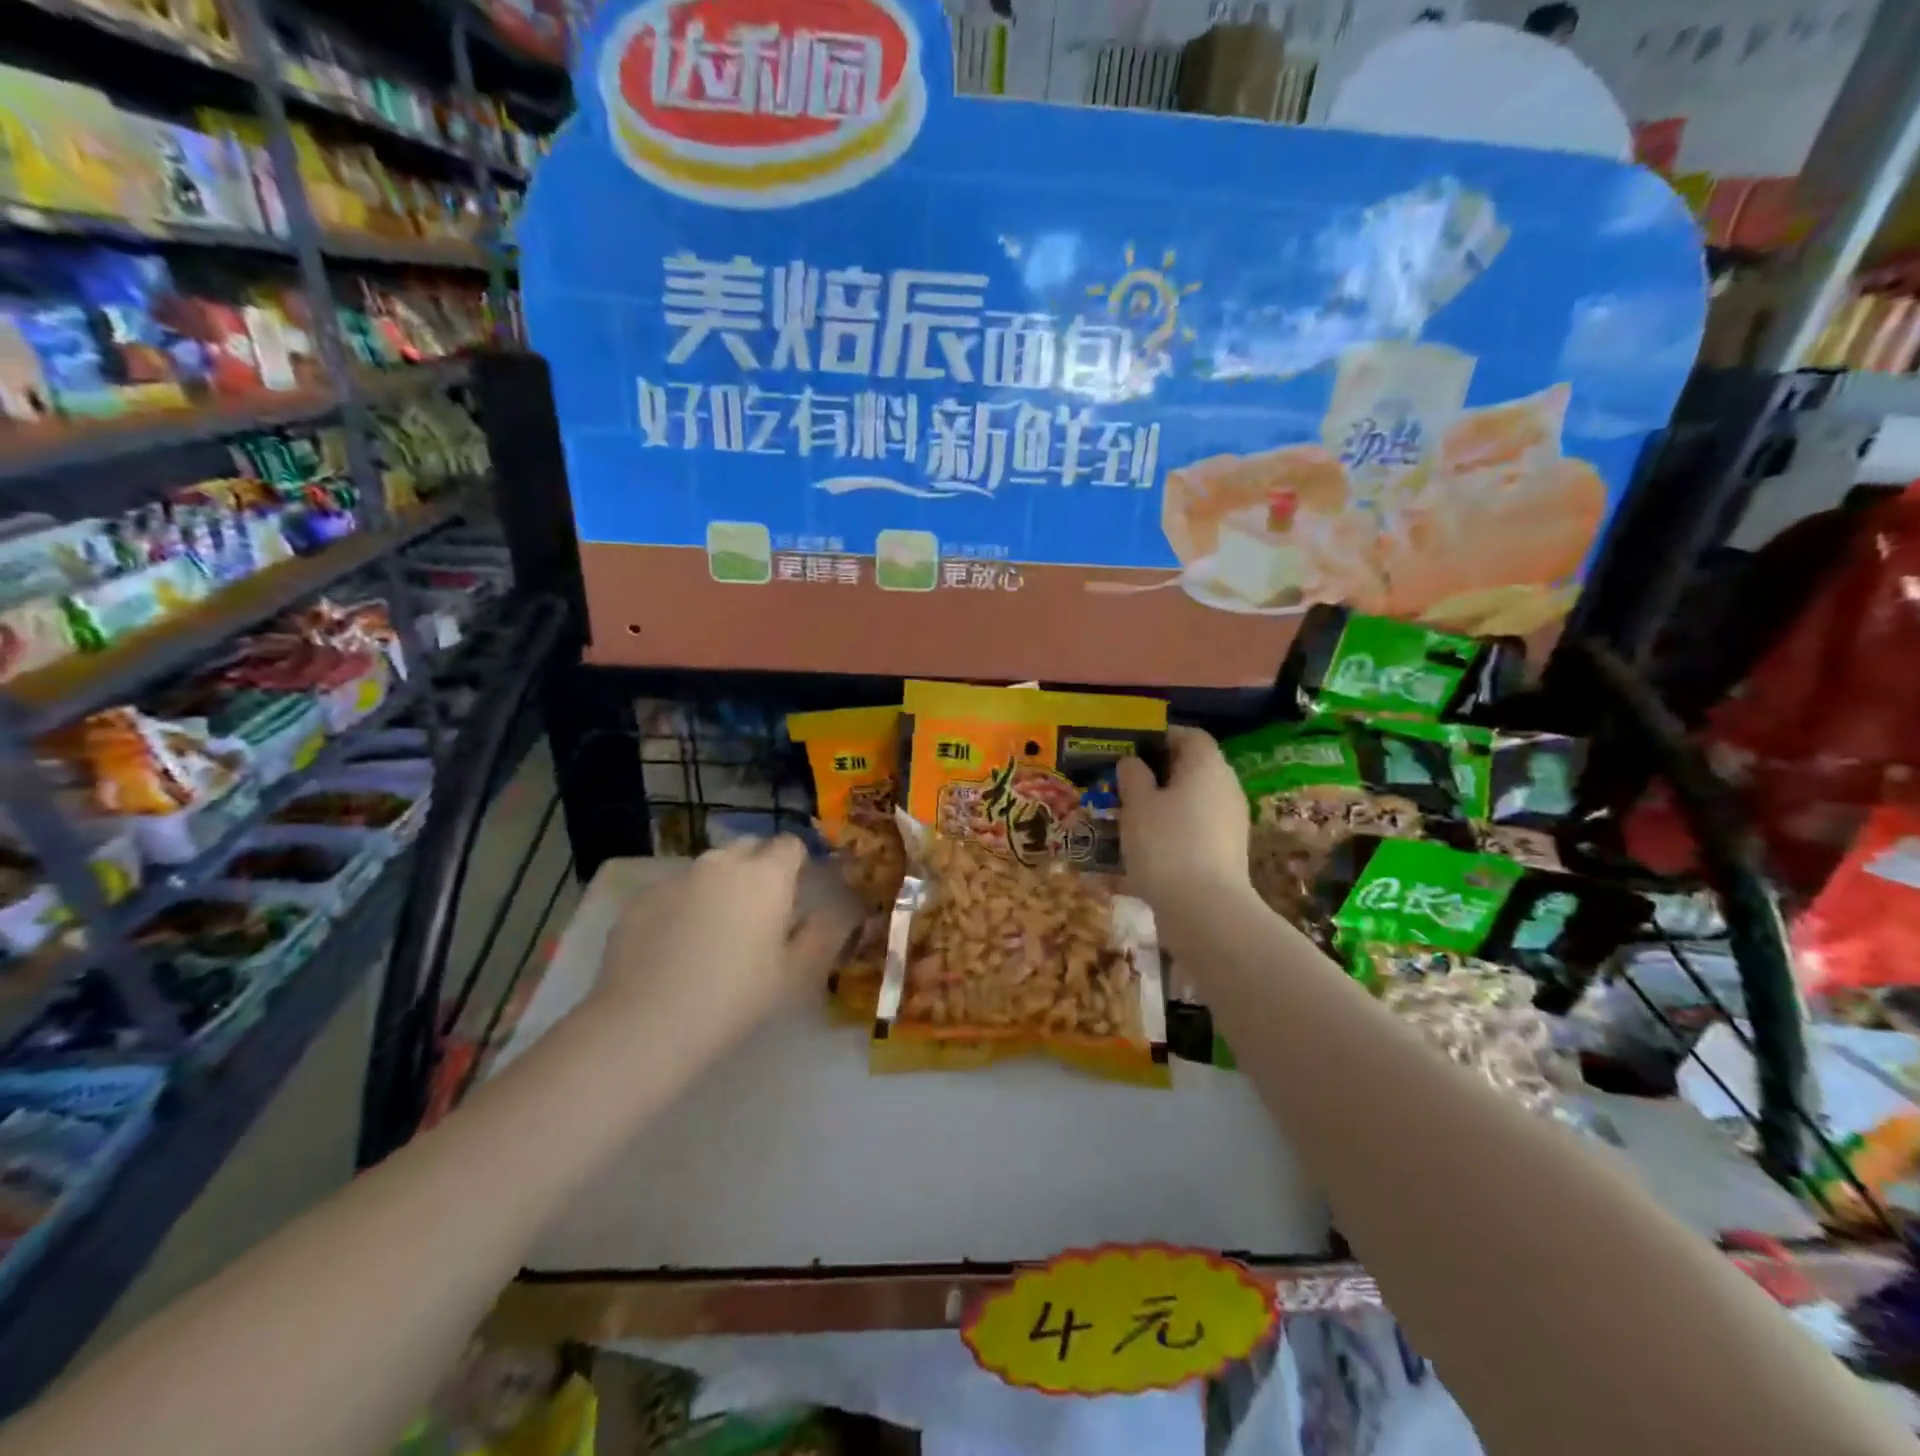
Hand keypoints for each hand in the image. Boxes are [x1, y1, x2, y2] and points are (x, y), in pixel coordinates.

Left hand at [591, 836, 856, 1057]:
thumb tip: (830, 912)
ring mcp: (677, 877)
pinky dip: (683, 905)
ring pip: (709, 867)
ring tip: (715, 929)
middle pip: (748, 847)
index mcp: (766, 876)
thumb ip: (819, 935)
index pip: (790, 844)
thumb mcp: (793, 974)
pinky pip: (674, 890)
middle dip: (758, 866)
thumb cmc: (734, 998)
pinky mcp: (641, 898)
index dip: (796, 863)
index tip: (795, 891)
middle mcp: (722, 863)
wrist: (646, 1023)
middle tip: (759, 911)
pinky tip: (676, 946)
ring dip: (720, 884)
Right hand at [1117, 726, 1250, 909]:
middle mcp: (1226, 786)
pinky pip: (1197, 828)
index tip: (1132, 748)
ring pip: (1194, 800)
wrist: (1205, 909)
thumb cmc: (1165, 844)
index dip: (1161, 736)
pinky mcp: (1229, 851)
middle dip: (1159, 773)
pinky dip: (1175, 830)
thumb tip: (1133, 762)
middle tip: (1125, 784)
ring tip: (1130, 818)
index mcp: (1206, 765)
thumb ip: (1133, 776)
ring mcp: (1231, 821)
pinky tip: (1148, 848)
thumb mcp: (1136, 804)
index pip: (1190, 735)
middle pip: (1193, 768)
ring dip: (1165, 804)